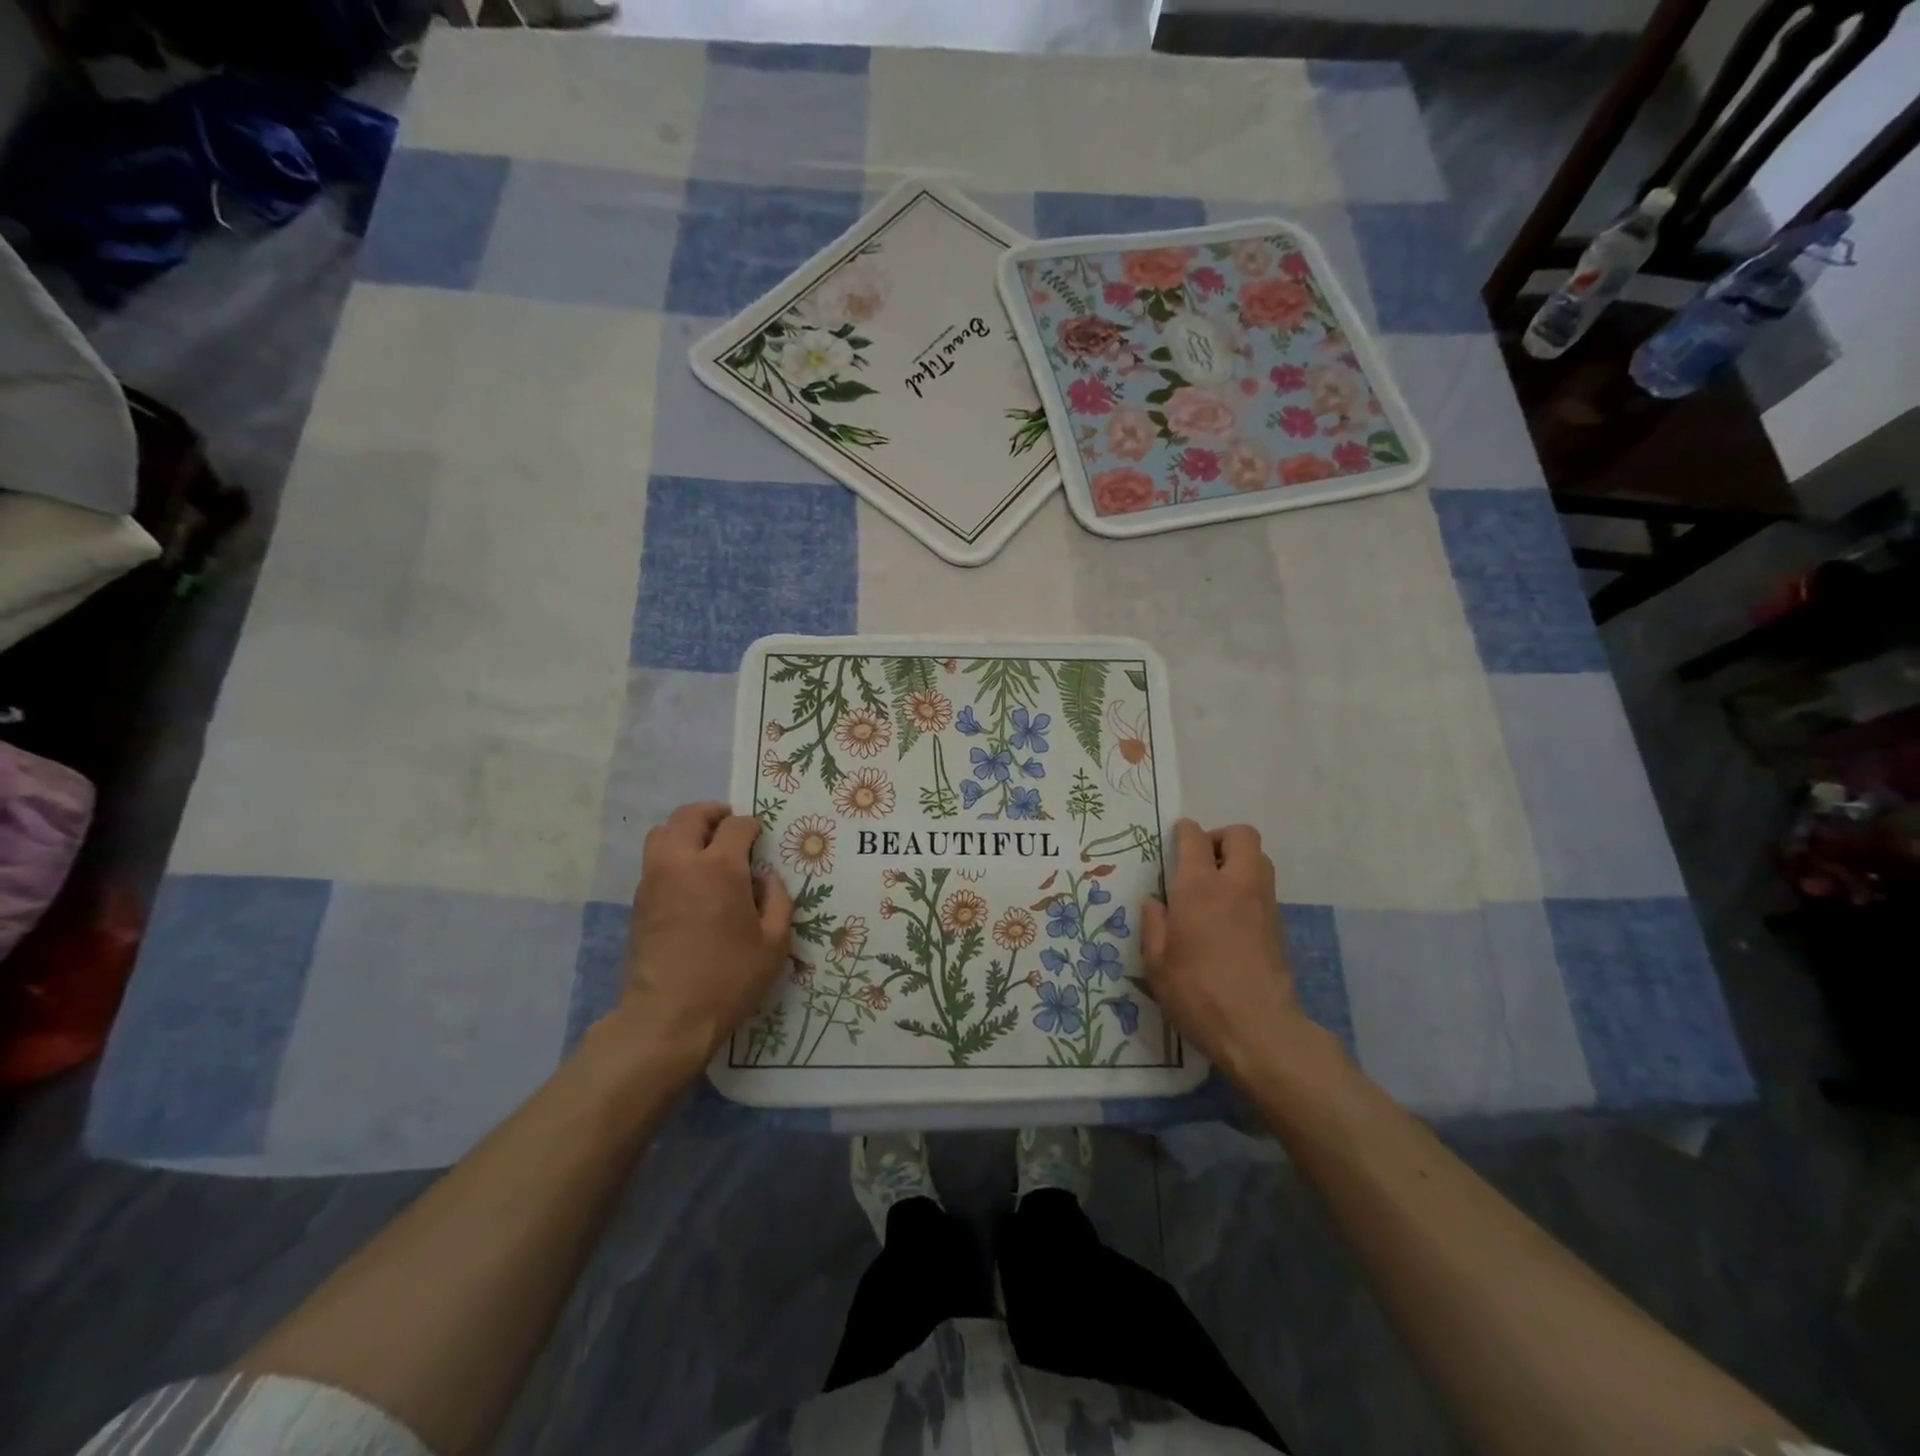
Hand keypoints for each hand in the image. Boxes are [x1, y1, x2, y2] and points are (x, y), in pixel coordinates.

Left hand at [610, 802, 793, 1080]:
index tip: (759, 835)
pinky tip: (689, 880)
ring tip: (705, 847)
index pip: (736, 825)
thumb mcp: (774, 943)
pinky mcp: (638, 901)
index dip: (751, 825)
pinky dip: (672, 855)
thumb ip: (778, 900)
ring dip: (685, 830)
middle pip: (689, 815)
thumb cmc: (729, 978)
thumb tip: (765, 878)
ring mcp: (654, 880)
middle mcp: (682, 862)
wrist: (666, 1017)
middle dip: (712, 814)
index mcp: (720, 867)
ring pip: (662, 832)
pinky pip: (653, 860)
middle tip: (729, 826)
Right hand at [1141, 820, 1328, 1085]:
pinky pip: (1264, 886)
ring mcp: (1263, 903)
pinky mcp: (1278, 924)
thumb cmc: (1197, 993)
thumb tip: (1156, 902)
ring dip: (1238, 859)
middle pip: (1241, 835)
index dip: (1185, 831)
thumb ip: (1154, 925)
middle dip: (1220, 838)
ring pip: (1259, 858)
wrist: (1259, 1029)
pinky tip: (1229, 914)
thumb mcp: (1157, 963)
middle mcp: (1236, 884)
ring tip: (1215, 886)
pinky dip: (1248, 885)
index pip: (1195, 839)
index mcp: (1200, 887)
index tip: (1175, 836)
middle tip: (1200, 860)